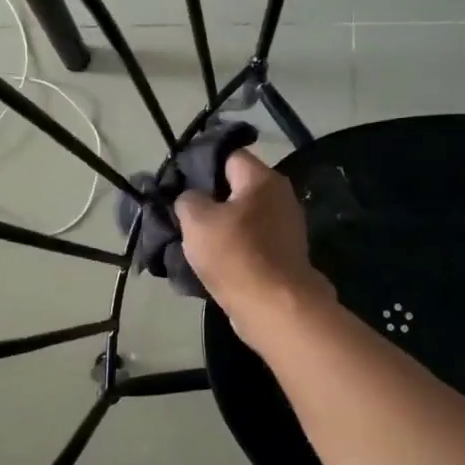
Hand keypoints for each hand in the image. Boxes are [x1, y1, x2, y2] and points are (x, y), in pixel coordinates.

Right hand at [175, 150, 332, 335]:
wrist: (275, 308)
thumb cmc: (235, 254)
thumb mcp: (196, 220)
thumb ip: (187, 199)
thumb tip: (191, 199)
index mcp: (262, 179)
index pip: (228, 156)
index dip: (200, 165)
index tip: (178, 182)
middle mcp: (280, 197)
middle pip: (236, 187)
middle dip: (209, 198)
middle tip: (182, 213)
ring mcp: (286, 228)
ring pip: (243, 217)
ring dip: (220, 227)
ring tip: (193, 240)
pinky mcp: (284, 255)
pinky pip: (251, 242)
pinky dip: (234, 248)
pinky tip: (213, 261)